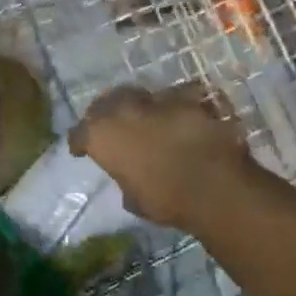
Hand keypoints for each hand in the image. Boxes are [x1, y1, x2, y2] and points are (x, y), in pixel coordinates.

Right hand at [67, 84, 254, 229]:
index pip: (80, 133)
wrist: (216, 187)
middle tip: (110, 125)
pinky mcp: (190, 95)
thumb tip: (129, 172)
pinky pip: (178, 95)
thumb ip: (124, 177)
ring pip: (141, 94)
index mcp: (104, 134)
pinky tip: (182, 112)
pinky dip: (178, 103)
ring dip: (140, 106)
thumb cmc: (168, 201)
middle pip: (106, 102)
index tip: (80, 149)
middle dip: (105, 112)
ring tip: (147, 117)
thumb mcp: (134, 199)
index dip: (79, 142)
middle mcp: (124, 108)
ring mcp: (158, 97)